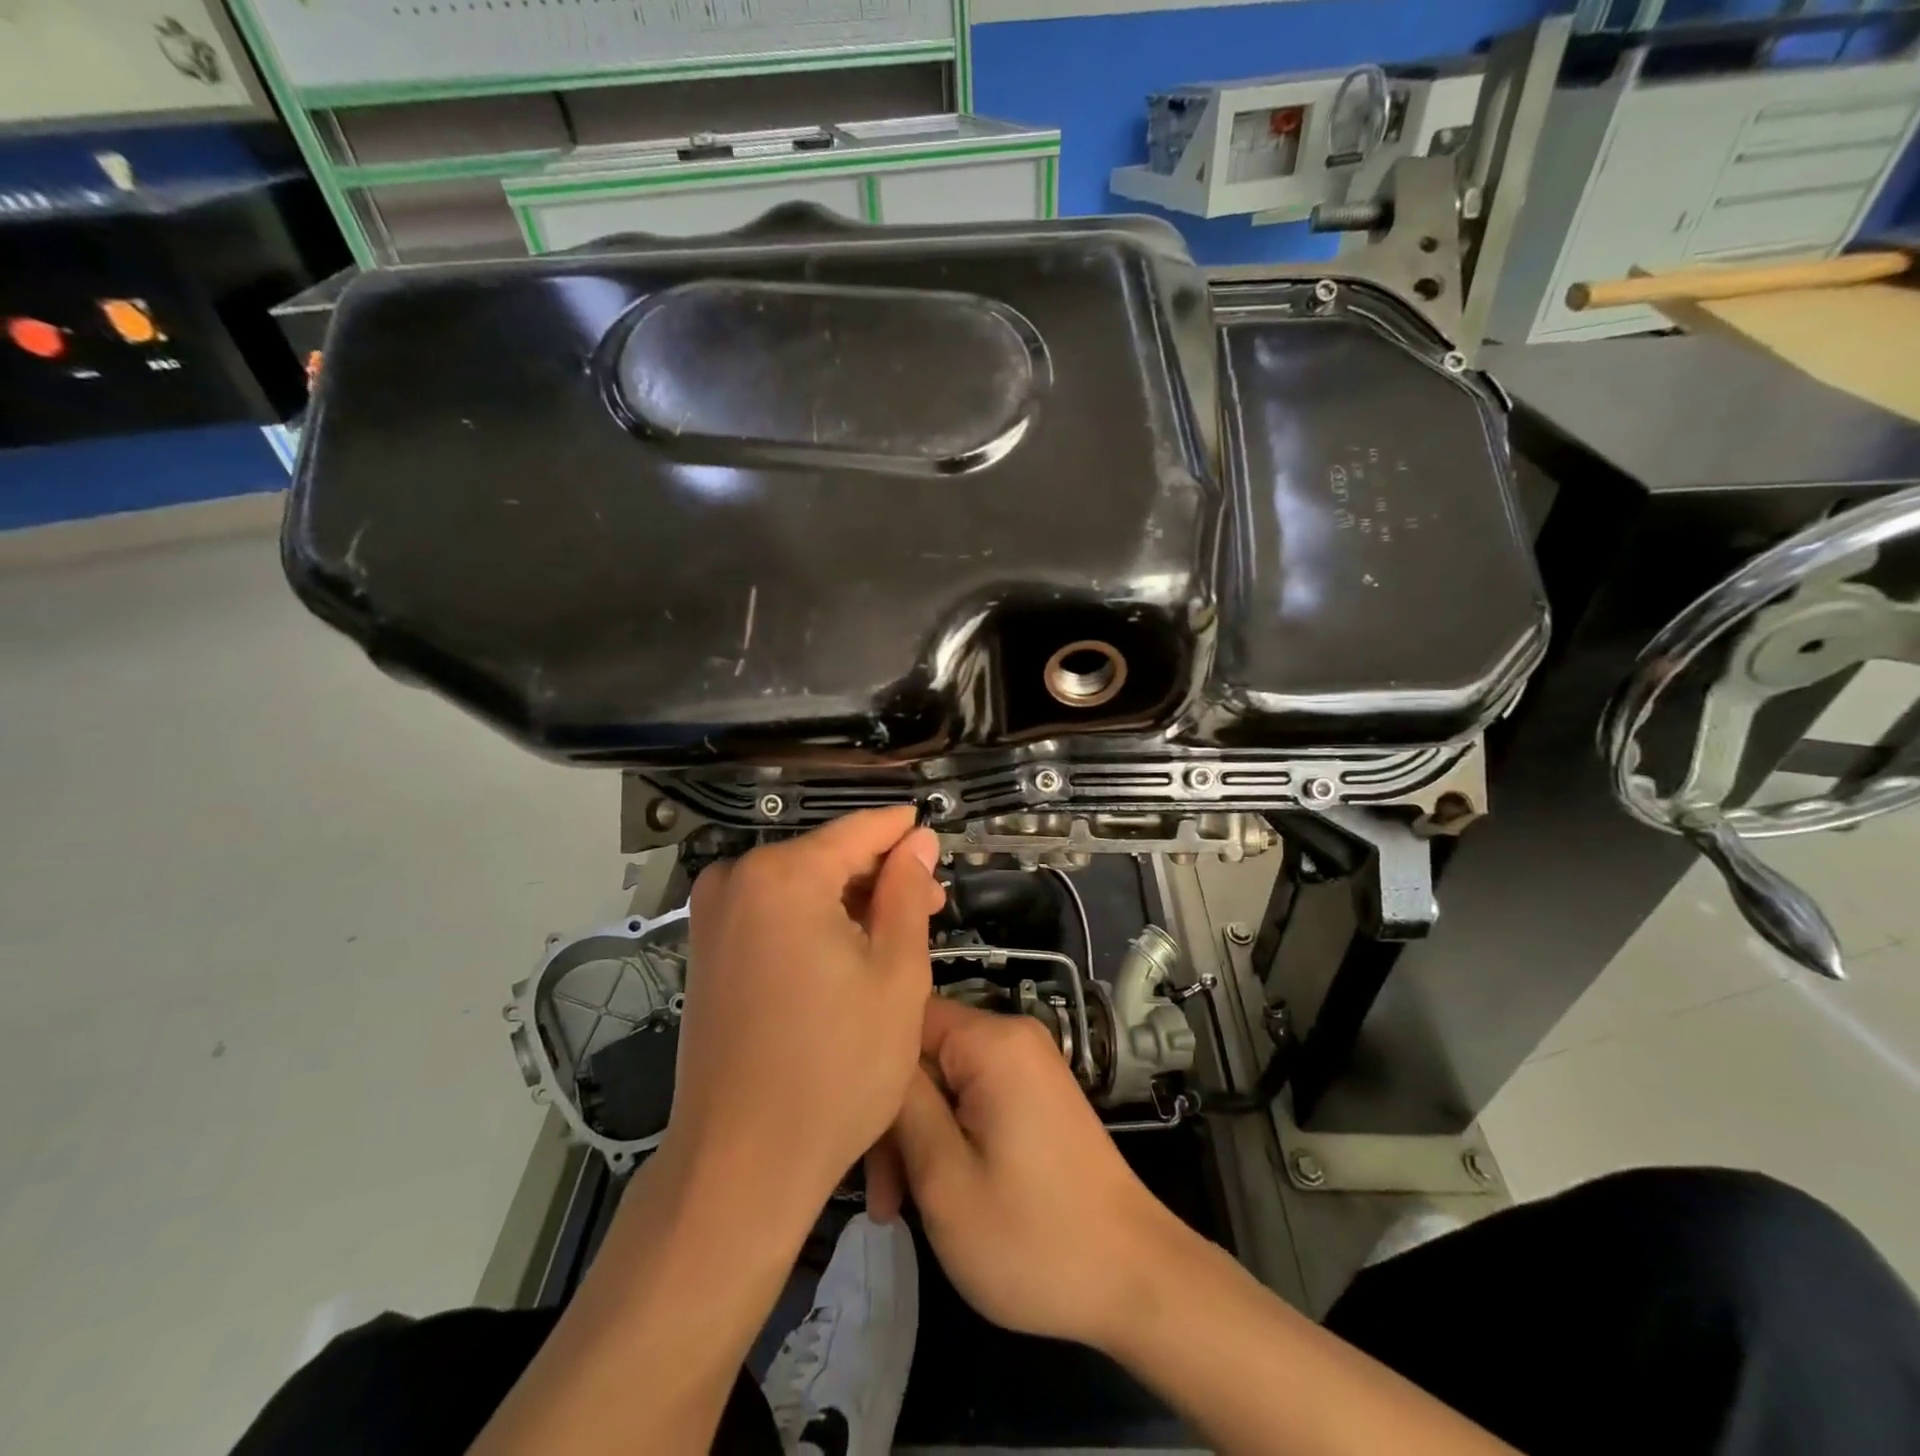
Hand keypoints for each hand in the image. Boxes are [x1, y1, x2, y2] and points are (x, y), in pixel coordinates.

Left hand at [672, 807, 943, 1227]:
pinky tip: (848, 953)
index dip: (903, 832)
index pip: (859, 830)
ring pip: (801, 884)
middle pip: (827, 856)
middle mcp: (737, 878)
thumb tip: (918, 840)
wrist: (741, 1163)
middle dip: (880, 875)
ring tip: (896, 935)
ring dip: (849, 901)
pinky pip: (772, 912)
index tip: (936, 840)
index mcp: (784, 875)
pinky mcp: (706, 949)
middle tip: (930, 907)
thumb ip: (907, 893)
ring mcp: (713, 915)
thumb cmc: (836, 1067)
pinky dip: (813, 921)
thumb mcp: (896, 974)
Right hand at [891, 997, 1185, 1351]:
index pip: (907, 1018)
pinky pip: (972, 1098)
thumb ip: (903, 1107)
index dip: (873, 1069)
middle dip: (896, 1120)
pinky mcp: (1034, 1096)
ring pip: (944, 1082)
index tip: (855, 1131)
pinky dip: (949, 1139)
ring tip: (899, 1210)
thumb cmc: (1032, 1237)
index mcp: (993, 1042)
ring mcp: (1027, 1067)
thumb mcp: (946, 1179)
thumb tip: (877, 1059)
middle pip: (925, 1055)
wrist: (1135, 1280)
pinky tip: (935, 1193)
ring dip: (917, 1138)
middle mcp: (1012, 1037)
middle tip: (881, 1198)